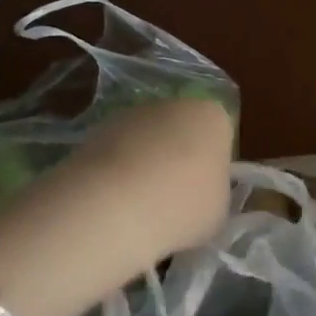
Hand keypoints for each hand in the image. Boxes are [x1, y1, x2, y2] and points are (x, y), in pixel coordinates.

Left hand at [37, 97, 235, 267]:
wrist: (113, 207)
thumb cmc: (183, 206)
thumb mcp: (219, 210)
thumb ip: (214, 193)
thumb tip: (199, 196)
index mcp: (212, 117)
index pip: (220, 134)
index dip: (213, 165)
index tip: (205, 193)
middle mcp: (173, 105)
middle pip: (181, 132)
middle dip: (178, 160)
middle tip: (174, 201)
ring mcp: (130, 116)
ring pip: (146, 142)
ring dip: (144, 167)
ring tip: (140, 209)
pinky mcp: (95, 132)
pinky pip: (117, 155)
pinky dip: (116, 175)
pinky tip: (114, 206)